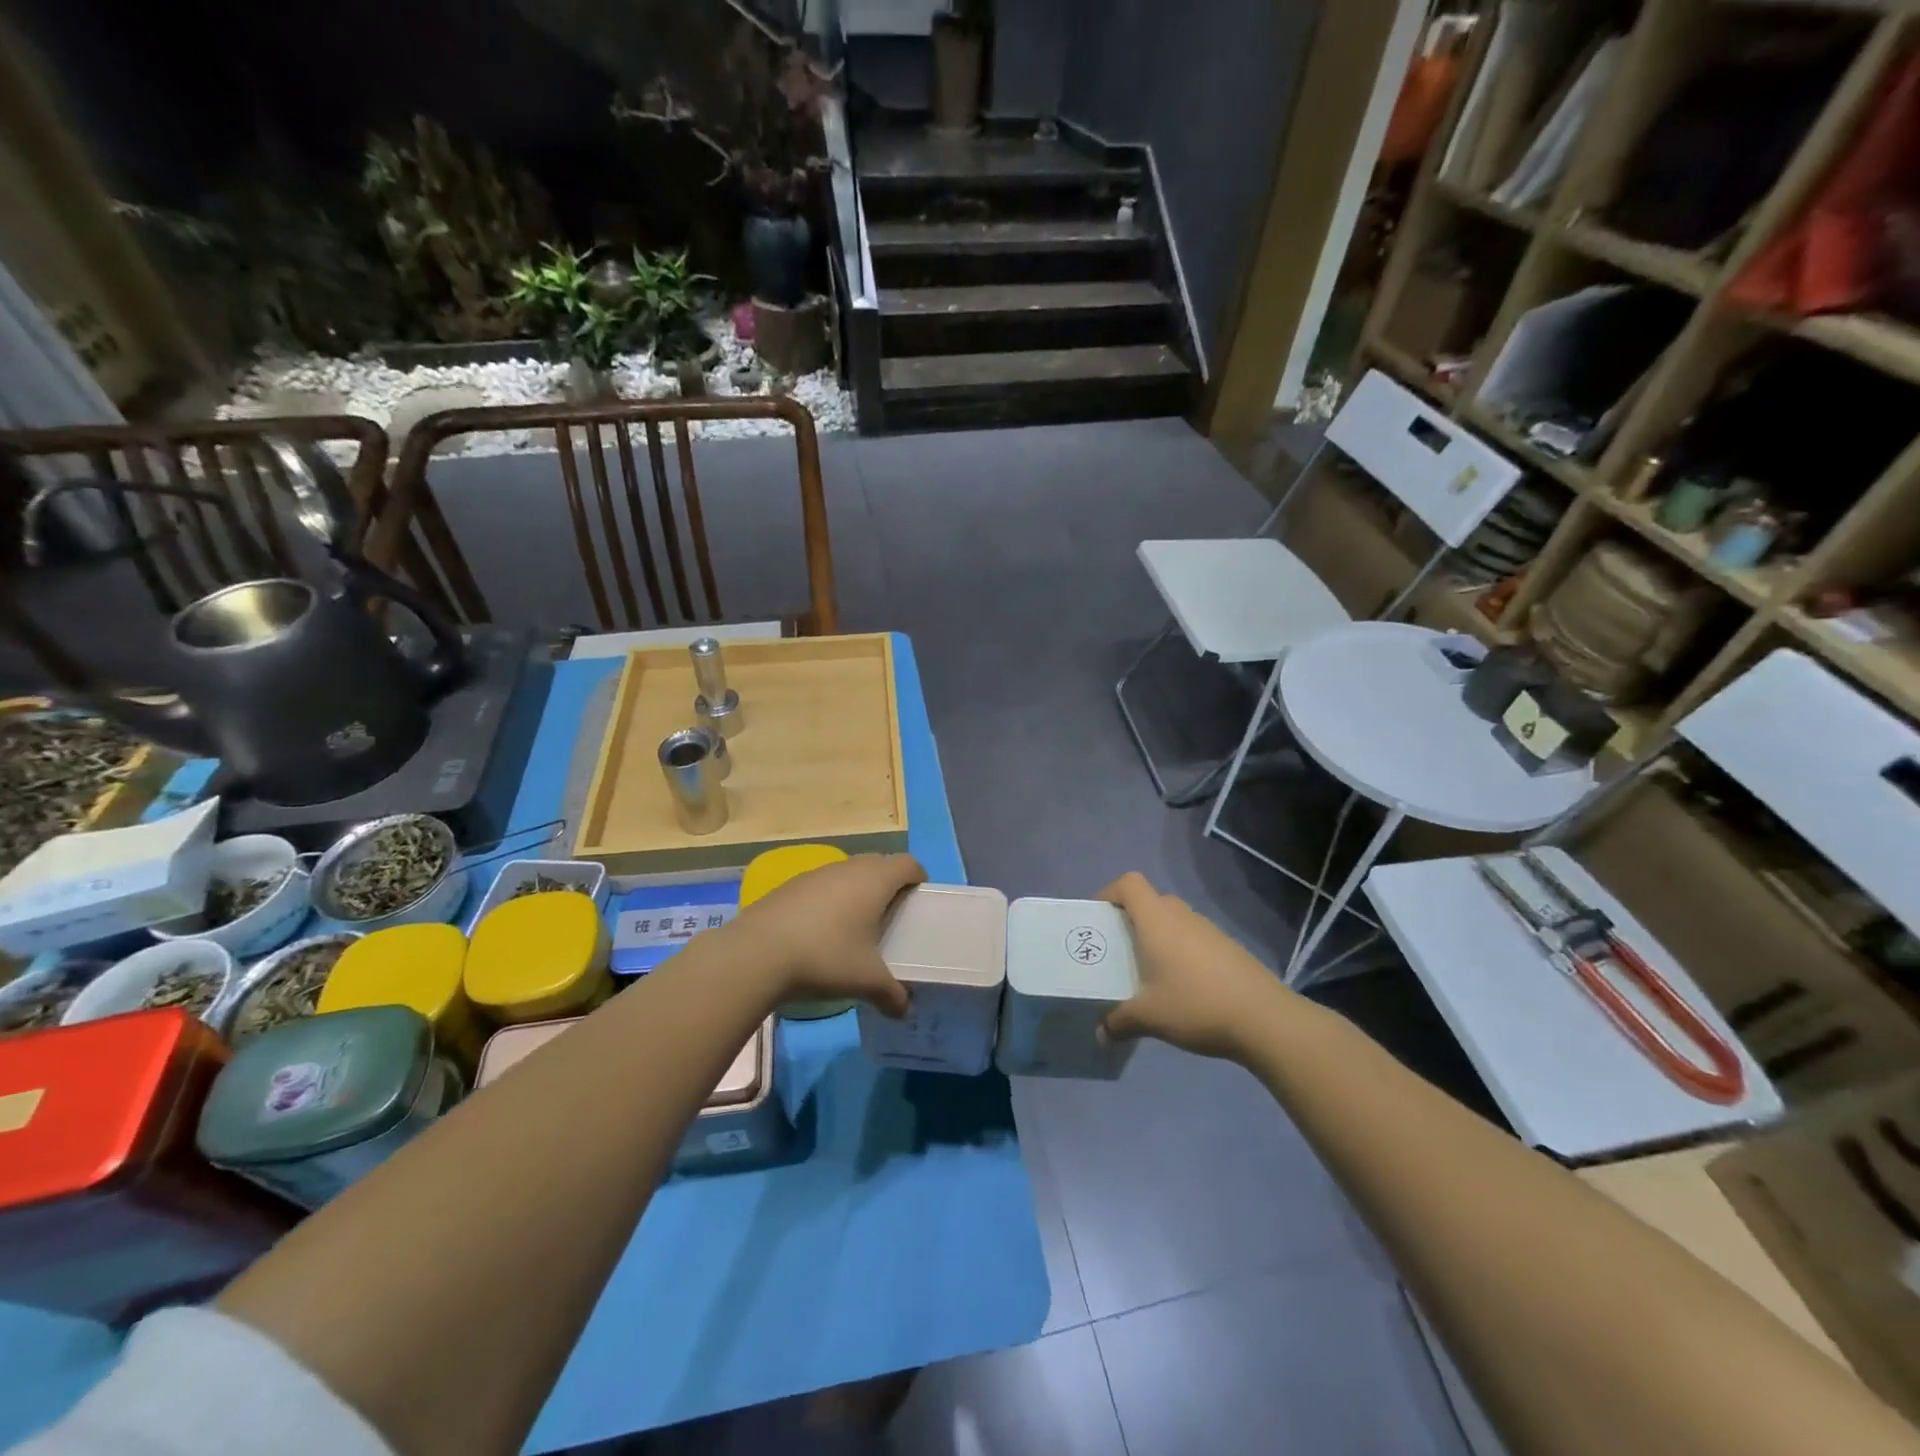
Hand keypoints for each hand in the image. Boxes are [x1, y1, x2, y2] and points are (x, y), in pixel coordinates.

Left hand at [727, 853, 925, 1015]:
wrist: (756, 954)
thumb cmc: (825, 957)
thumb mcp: (866, 981)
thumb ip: (892, 995)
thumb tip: (904, 1010)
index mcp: (875, 880)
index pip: (908, 864)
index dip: (918, 878)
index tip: (919, 901)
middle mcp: (848, 868)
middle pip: (879, 864)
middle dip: (889, 885)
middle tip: (891, 916)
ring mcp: (816, 873)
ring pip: (848, 874)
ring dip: (857, 892)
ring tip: (855, 927)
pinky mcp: (790, 885)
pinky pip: (822, 885)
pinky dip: (829, 900)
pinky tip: (820, 932)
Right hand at [1099, 872, 1294, 1059]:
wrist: (1265, 1019)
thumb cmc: (1196, 1005)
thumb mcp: (1148, 1017)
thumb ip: (1119, 1022)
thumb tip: (1100, 1034)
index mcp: (1157, 921)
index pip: (1129, 883)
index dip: (1110, 892)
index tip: (1099, 918)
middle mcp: (1182, 916)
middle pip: (1151, 901)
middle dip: (1131, 919)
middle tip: (1119, 949)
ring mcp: (1209, 930)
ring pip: (1174, 920)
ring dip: (1158, 936)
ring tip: (1148, 971)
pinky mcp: (1228, 947)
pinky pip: (1194, 938)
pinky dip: (1181, 951)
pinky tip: (1182, 986)